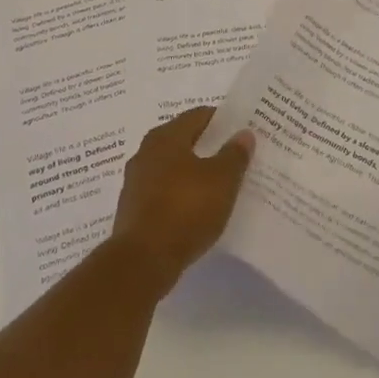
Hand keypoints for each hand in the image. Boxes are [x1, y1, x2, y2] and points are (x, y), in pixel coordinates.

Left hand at [111, 108, 254, 289]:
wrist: (142, 262)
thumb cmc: (185, 210)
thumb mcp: (221, 180)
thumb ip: (234, 155)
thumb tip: (243, 133)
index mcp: (166, 137)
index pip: (198, 116)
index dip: (222, 120)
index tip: (242, 129)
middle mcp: (146, 152)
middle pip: (184, 141)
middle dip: (209, 147)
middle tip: (235, 155)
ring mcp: (136, 182)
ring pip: (173, 168)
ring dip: (194, 172)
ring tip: (220, 184)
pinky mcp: (134, 210)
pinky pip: (164, 192)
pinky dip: (182, 194)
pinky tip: (198, 208)